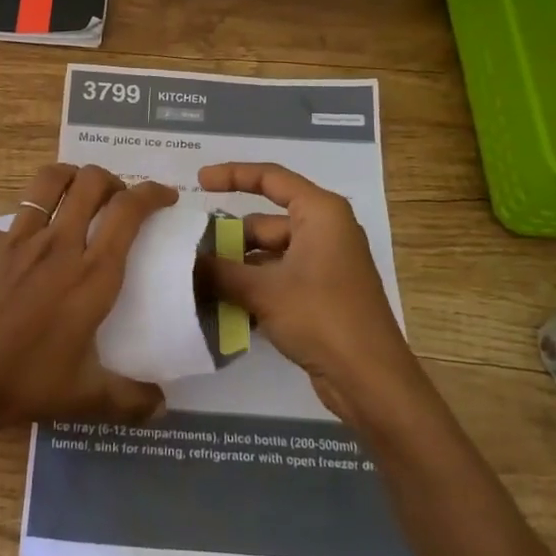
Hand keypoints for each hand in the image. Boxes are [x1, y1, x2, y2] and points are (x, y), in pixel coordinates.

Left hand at [0, 126, 174, 453]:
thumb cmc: (25, 385)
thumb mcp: (88, 398)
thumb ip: (133, 399)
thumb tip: (165, 404)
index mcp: (92, 275)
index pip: (130, 214)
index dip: (151, 193)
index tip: (164, 194)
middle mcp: (58, 245)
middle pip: (92, 185)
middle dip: (112, 180)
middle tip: (116, 197)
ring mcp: (15, 239)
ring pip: (47, 183)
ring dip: (68, 174)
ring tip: (77, 183)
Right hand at [197, 161, 420, 423]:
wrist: (369, 380)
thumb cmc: (322, 317)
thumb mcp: (263, 291)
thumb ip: (219, 272)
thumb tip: (185, 262)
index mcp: (320, 213)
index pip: (271, 178)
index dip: (232, 175)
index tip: (198, 182)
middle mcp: (325, 231)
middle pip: (264, 223)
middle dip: (227, 238)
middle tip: (187, 252)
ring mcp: (324, 264)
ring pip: (268, 254)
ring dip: (236, 268)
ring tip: (195, 281)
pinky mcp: (321, 294)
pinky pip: (278, 278)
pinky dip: (253, 287)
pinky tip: (221, 306)